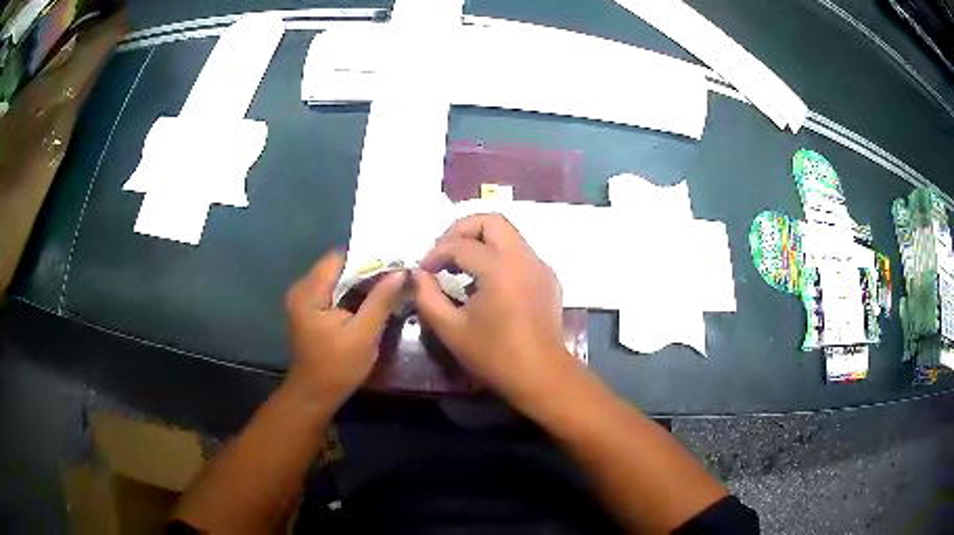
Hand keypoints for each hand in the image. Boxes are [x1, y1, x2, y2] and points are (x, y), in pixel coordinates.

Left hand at [284, 251, 404, 409]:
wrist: (314, 395)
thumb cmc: (337, 367)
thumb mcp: (364, 335)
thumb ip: (380, 301)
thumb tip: (400, 272)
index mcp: (309, 292)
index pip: (339, 258)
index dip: (367, 257)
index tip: (394, 262)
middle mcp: (302, 289)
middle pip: (337, 267)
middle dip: (366, 270)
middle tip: (396, 273)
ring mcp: (304, 300)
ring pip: (336, 279)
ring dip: (360, 282)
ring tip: (389, 284)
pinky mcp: (309, 311)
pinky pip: (333, 292)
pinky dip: (351, 293)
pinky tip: (371, 300)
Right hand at [413, 214, 578, 405]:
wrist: (541, 375)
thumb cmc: (494, 355)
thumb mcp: (451, 329)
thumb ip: (427, 296)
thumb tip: (418, 274)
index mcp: (499, 268)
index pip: (460, 245)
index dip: (435, 253)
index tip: (423, 271)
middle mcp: (523, 257)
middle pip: (491, 221)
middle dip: (461, 230)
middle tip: (443, 251)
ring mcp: (540, 265)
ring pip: (508, 233)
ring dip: (480, 240)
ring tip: (460, 264)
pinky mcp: (547, 277)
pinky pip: (519, 251)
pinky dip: (498, 254)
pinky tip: (486, 280)